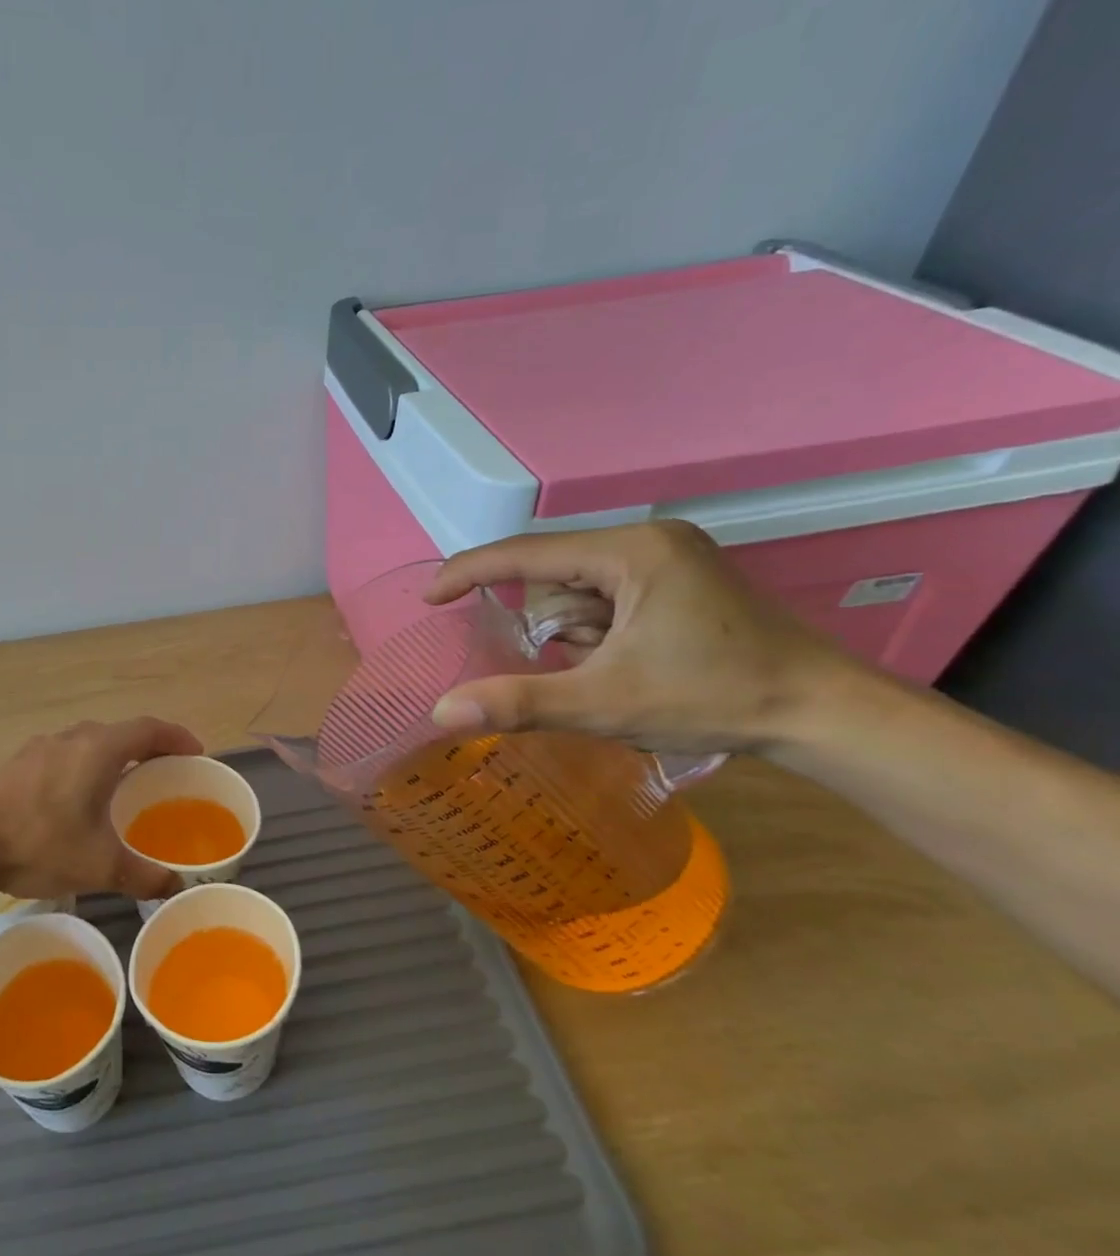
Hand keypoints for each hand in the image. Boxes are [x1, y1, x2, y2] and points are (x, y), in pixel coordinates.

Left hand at [0, 717, 203, 900]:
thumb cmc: (41, 844)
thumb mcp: (101, 866)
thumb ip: (144, 875)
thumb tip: (175, 887)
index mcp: (98, 749)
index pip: (149, 729)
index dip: (177, 737)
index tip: (195, 753)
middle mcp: (71, 738)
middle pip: (119, 732)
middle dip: (146, 748)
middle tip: (163, 772)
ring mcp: (39, 747)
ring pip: (87, 743)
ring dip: (112, 757)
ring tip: (123, 785)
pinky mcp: (17, 764)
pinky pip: (63, 756)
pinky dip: (83, 767)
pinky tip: (76, 800)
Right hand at [424, 521, 855, 754]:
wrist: (826, 715)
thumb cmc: (714, 699)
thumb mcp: (604, 703)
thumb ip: (518, 702)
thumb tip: (441, 711)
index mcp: (631, 552)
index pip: (526, 553)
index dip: (470, 572)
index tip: (430, 598)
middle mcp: (649, 540)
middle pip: (554, 576)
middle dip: (550, 625)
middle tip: (580, 669)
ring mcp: (670, 557)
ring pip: (579, 589)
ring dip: (575, 633)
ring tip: (613, 671)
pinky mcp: (681, 579)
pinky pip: (608, 597)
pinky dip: (598, 632)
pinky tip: (627, 662)